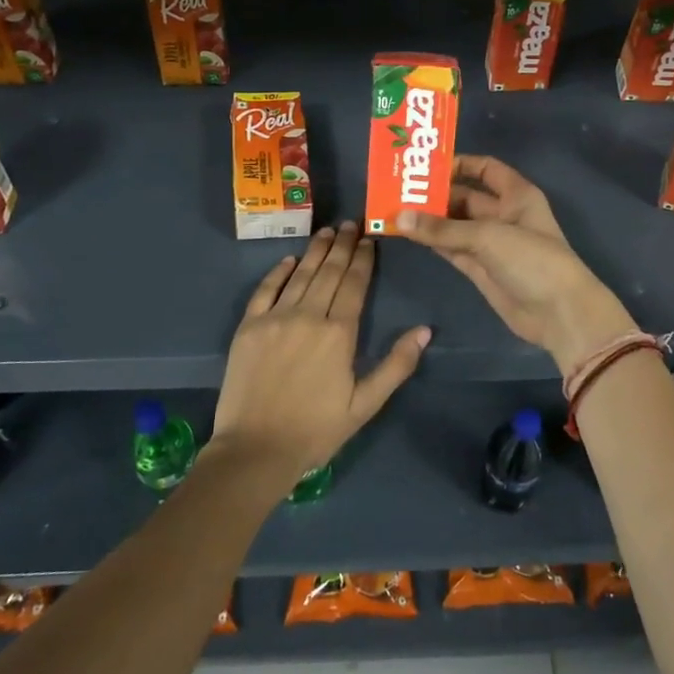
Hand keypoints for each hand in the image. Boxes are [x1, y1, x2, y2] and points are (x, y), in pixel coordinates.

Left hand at [209, 221, 429, 492]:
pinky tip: (289, 259)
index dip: (363, 259)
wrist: (255, 450)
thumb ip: (396, 365)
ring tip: (326, 231)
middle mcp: (308, 315)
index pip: (354, 284)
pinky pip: (265, 290)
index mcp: (339, 333)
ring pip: (300, 274)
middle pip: (328, 272)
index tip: (369, 239)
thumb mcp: (366, 404)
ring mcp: (275, 318)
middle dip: (342, 246)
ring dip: (315, 250)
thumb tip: (425, 330)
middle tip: (350, 224)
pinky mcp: (249, 327)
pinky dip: (278, 272)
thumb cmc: (317, 430)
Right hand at [397, 155, 635, 372]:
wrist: (558, 313)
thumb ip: (443, 228)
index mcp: (516, 195)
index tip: (426, 165)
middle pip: (464, 197)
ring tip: (394, 211)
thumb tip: (400, 218)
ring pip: (455, 225)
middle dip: (435, 194)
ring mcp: (491, 244)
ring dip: (429, 220)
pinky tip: (408, 235)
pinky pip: (452, 248)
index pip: (486, 168)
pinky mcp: (481, 269)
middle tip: (397, 191)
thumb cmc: (532, 260)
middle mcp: (503, 214)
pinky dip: (433, 242)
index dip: (459, 164)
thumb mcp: (488, 236)